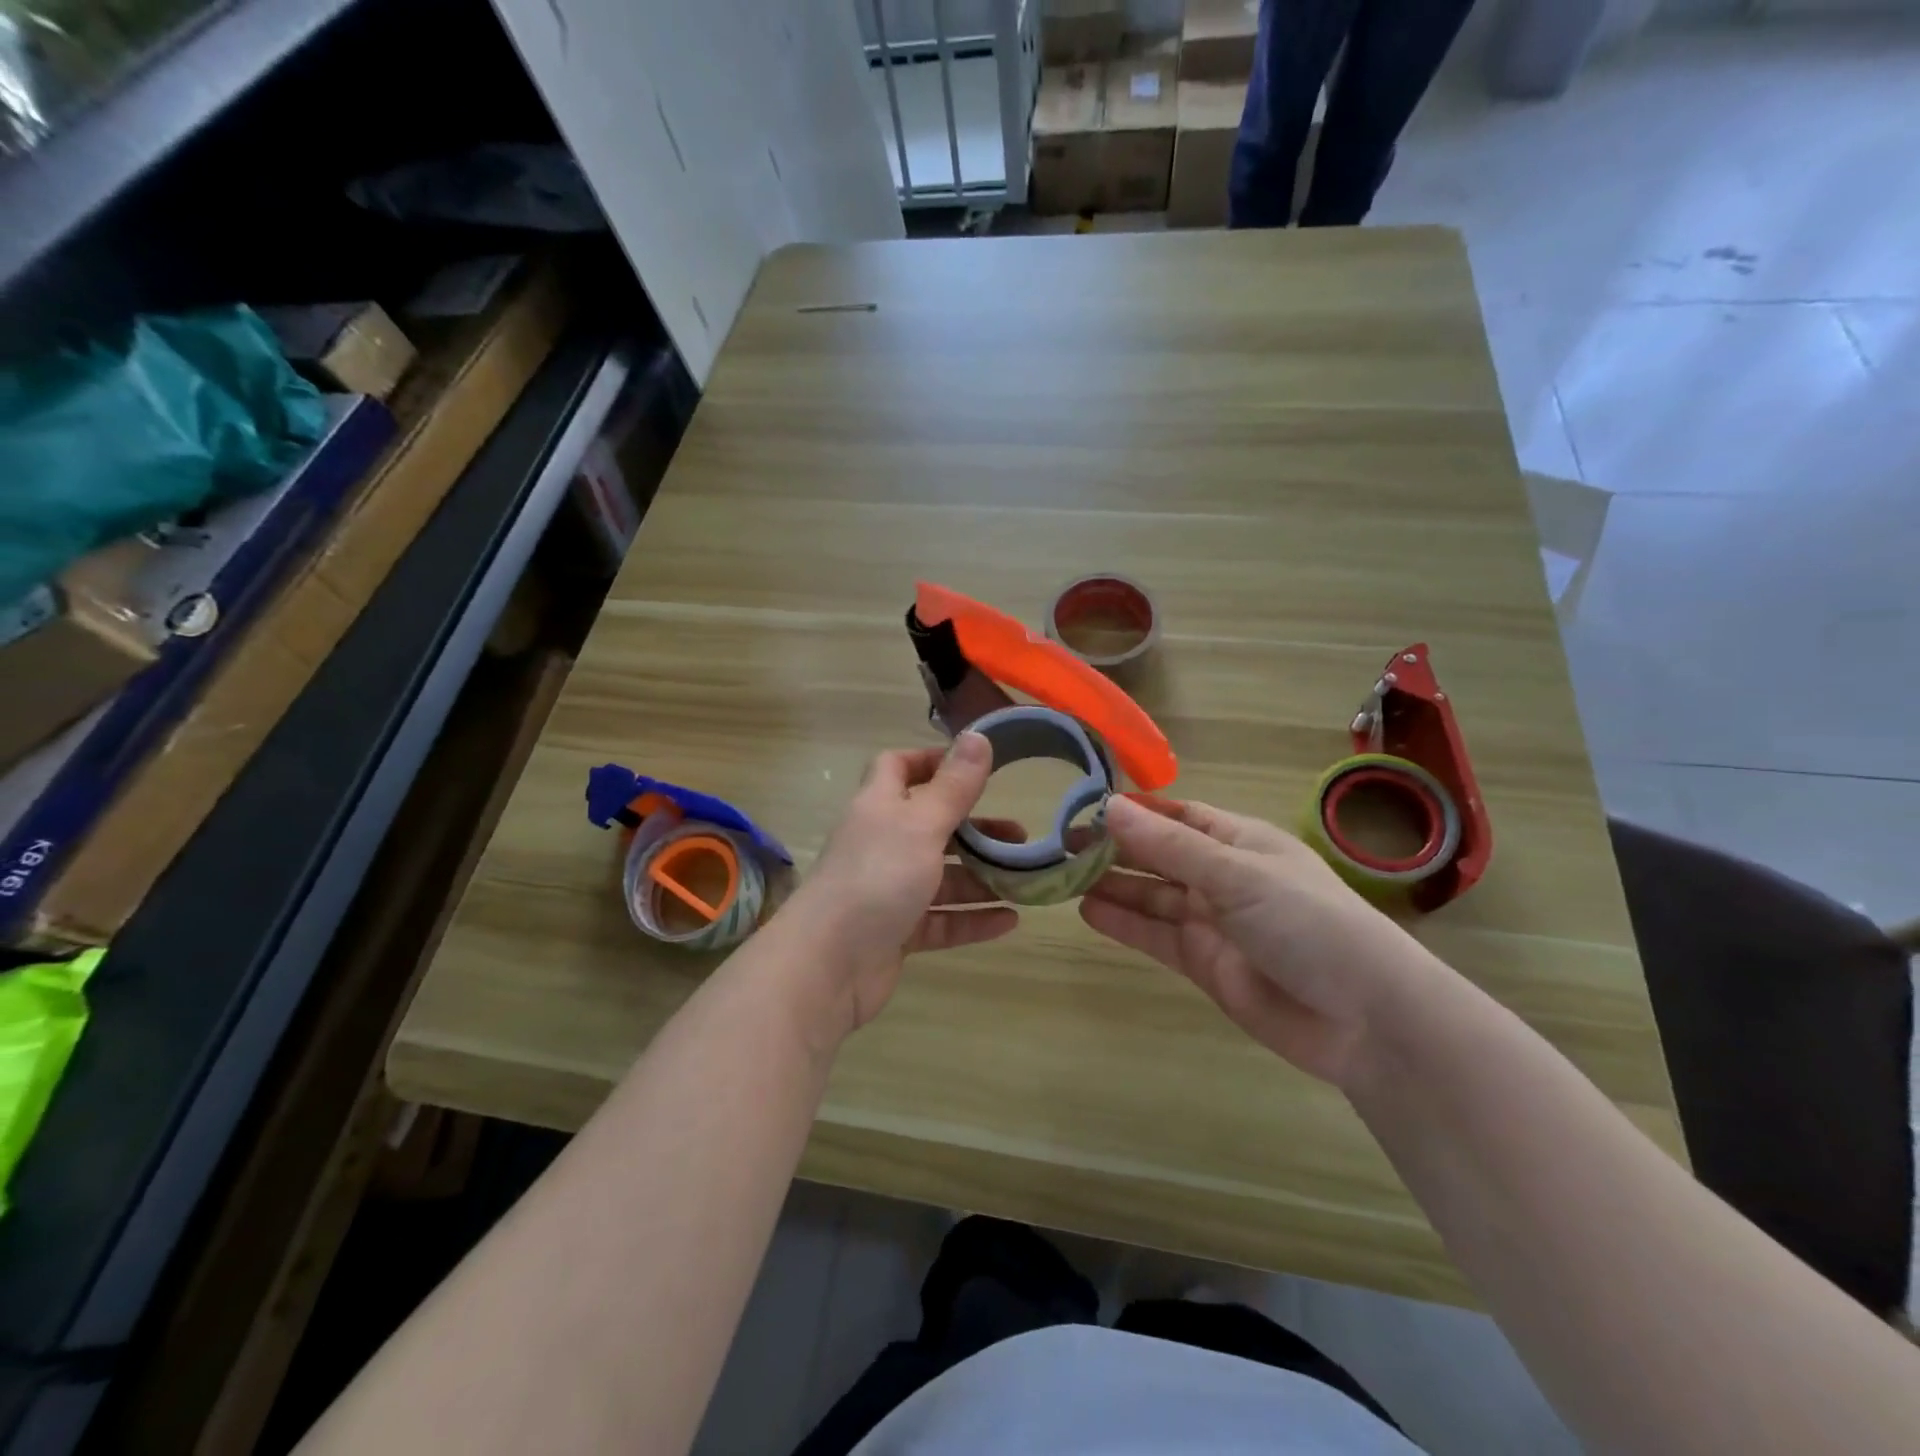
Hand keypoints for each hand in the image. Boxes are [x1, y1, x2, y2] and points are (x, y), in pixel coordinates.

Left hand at [779, 732, 1017, 1038]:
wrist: (828, 965)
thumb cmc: (876, 878)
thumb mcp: (921, 825)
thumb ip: (954, 786)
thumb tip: (977, 735)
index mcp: (879, 807)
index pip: (898, 768)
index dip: (931, 761)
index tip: (974, 767)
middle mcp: (881, 844)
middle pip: (931, 826)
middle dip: (974, 828)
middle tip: (1018, 835)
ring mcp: (887, 890)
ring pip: (940, 877)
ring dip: (981, 877)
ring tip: (1025, 880)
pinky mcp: (896, 932)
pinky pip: (941, 920)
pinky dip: (972, 919)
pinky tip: (1009, 922)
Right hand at [1079, 795, 1445, 1087]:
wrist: (1365, 1020)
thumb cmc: (1308, 923)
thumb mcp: (1237, 875)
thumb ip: (1170, 846)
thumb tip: (1110, 807)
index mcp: (1238, 841)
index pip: (1177, 815)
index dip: (1134, 810)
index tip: (1083, 805)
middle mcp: (1221, 876)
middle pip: (1158, 855)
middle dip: (1113, 848)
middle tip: (1057, 843)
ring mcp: (1212, 921)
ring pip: (1151, 896)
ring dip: (1111, 885)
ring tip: (1060, 875)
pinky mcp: (1203, 963)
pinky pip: (1155, 936)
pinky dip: (1123, 924)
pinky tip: (1087, 911)